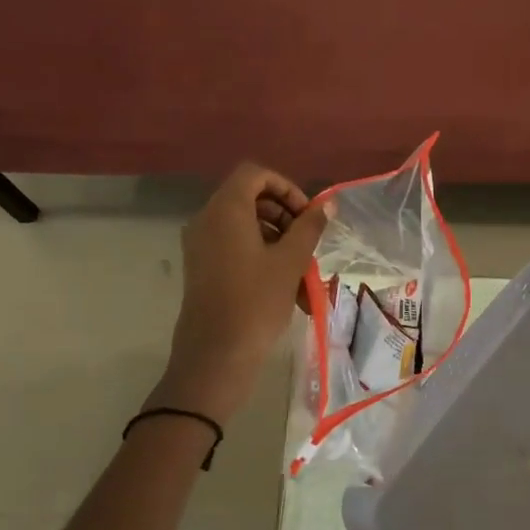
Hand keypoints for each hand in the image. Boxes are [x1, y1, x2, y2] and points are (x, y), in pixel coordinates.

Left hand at [155, 163, 327, 419]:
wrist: (215, 355)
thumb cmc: (255, 302)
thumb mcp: (290, 262)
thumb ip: (309, 228)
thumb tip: (327, 204)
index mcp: (225, 210)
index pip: (255, 174)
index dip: (286, 188)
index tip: (308, 216)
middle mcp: (207, 220)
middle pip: (250, 199)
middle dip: (286, 217)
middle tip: (309, 243)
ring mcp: (201, 246)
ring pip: (247, 227)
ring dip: (279, 241)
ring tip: (304, 274)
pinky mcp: (203, 268)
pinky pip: (236, 248)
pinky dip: (262, 257)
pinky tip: (287, 288)